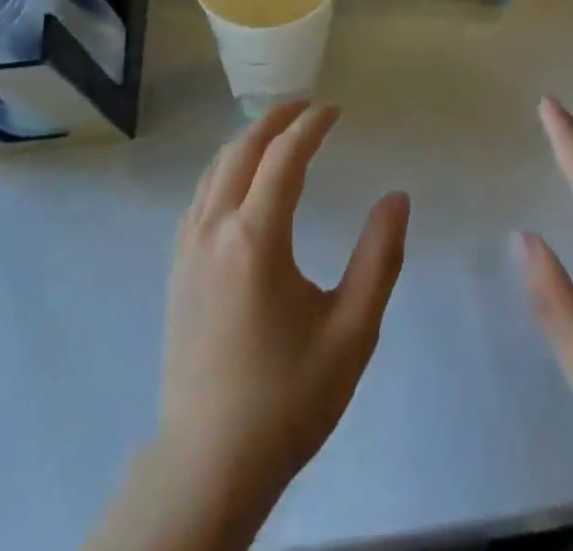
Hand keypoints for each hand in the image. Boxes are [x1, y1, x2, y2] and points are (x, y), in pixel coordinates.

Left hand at [155, 101, 409, 522]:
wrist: (208, 465)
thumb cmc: (287, 398)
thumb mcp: (351, 333)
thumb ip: (379, 258)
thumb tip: (397, 198)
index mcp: (255, 239)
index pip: (283, 156)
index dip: (310, 125)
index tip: (335, 110)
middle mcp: (214, 229)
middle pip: (242, 149)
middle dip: (276, 119)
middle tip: (308, 107)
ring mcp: (187, 247)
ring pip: (215, 168)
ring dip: (248, 140)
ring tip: (279, 132)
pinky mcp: (175, 267)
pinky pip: (200, 195)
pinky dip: (225, 168)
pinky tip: (242, 181)